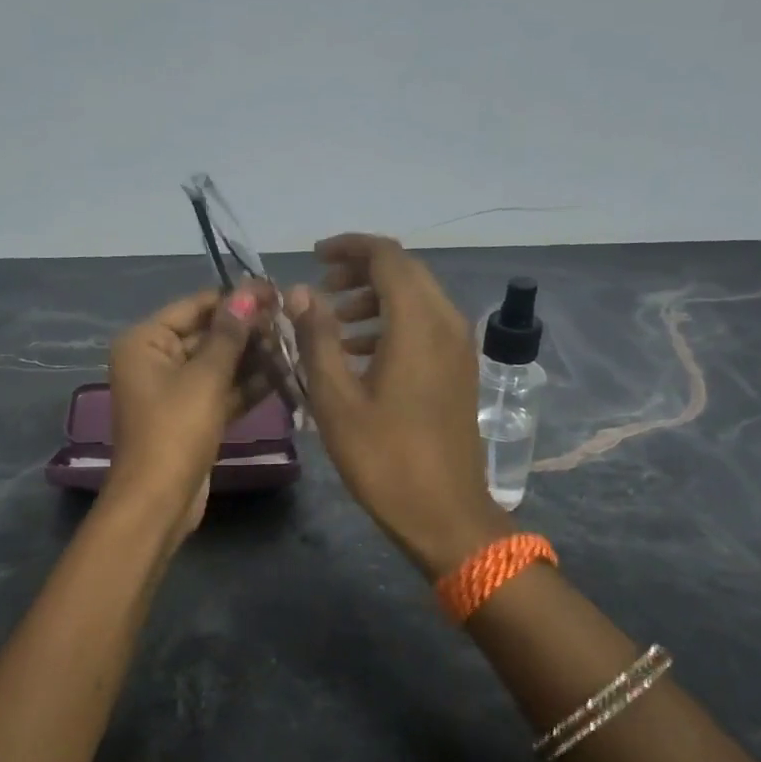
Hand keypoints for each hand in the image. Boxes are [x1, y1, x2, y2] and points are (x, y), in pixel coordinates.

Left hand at [106, 282, 275, 533]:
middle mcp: (155, 360)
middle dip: (248, 329)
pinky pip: (221, 391)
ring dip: (253, 357)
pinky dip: (247, 385)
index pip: (195, 306)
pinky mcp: (191, 417)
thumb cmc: (175, 430)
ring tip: (294, 344)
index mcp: (145, 341)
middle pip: (207, 334)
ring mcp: (173, 391)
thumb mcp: (205, 377)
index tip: (276, 290)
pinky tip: (285, 374)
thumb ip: (229, 334)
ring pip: (218, 364)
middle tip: (291, 320)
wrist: (158, 501)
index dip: (236, 298)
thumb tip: (248, 291)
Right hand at [286, 235, 509, 576]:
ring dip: (375, 297)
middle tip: (320, 286)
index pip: (387, 257)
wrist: (444, 513)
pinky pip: (425, 325)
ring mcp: (458, 347)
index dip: (349, 247)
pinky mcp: (459, 369)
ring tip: (334, 319)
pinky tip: (359, 352)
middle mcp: (446, 323)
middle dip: (360, 270)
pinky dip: (391, 323)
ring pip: (417, 298)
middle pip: (405, 272)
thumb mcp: (336, 399)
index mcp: (417, 324)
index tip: (314, 256)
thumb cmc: (383, 458)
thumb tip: (301, 292)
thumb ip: (317, 338)